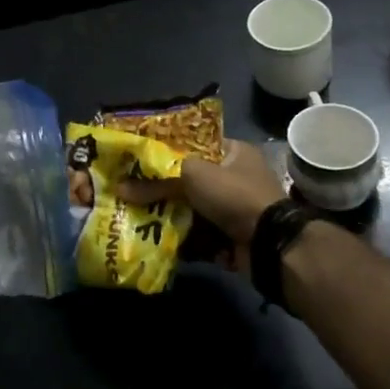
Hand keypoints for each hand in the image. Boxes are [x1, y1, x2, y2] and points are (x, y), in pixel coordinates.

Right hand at [114, 141, 285, 266]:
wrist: (270, 244)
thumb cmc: (233, 195)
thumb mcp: (191, 176)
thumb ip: (156, 181)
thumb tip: (120, 188)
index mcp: (234, 153)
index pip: (195, 144)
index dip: (168, 150)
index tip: (140, 157)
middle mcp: (236, 178)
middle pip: (190, 180)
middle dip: (163, 188)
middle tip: (133, 189)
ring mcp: (235, 210)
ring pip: (191, 209)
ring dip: (168, 214)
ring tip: (136, 214)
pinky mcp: (231, 237)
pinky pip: (198, 234)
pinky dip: (180, 238)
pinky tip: (154, 238)